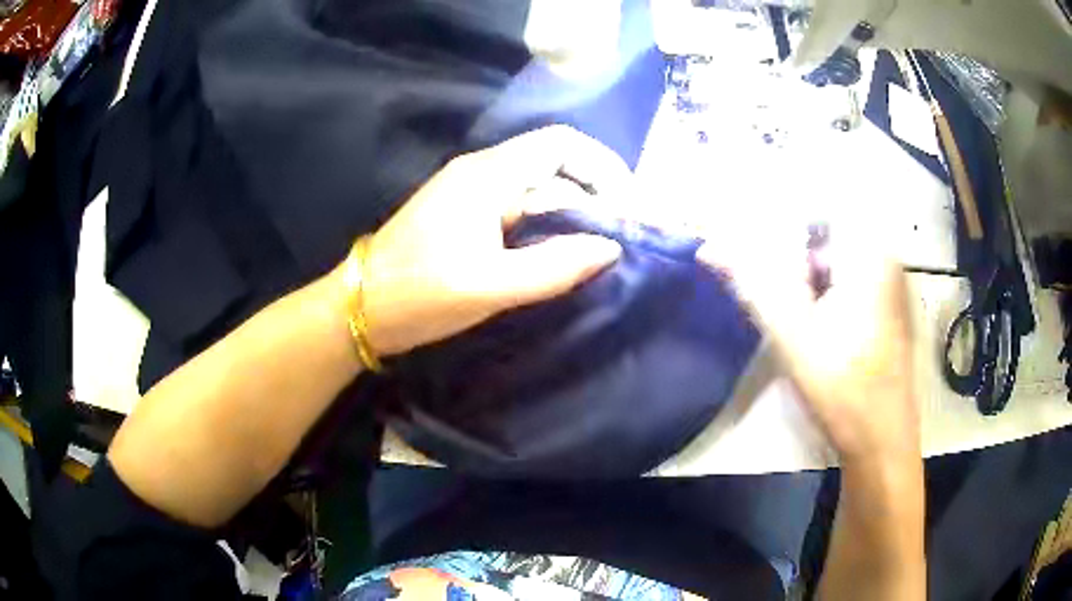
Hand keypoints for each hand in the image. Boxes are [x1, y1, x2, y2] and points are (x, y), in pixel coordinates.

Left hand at [357, 126, 627, 355]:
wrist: (360, 307)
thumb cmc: (419, 294)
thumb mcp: (490, 286)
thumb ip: (555, 266)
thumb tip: (611, 247)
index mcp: (488, 175)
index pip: (560, 144)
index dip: (603, 165)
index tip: (628, 204)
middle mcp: (482, 172)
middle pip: (554, 166)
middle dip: (594, 195)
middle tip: (621, 237)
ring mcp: (472, 193)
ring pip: (537, 190)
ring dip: (572, 213)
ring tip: (600, 250)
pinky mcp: (465, 215)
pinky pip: (519, 210)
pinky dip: (547, 226)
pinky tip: (561, 253)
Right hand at [698, 233, 918, 465]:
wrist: (882, 441)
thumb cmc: (844, 389)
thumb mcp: (793, 336)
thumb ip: (753, 285)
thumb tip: (710, 247)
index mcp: (868, 253)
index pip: (812, 207)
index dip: (776, 224)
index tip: (752, 250)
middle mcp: (884, 256)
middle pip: (823, 232)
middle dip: (789, 256)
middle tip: (776, 296)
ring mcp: (889, 281)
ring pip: (834, 258)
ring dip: (805, 276)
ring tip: (794, 316)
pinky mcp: (887, 304)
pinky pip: (847, 278)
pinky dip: (823, 291)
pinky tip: (814, 326)